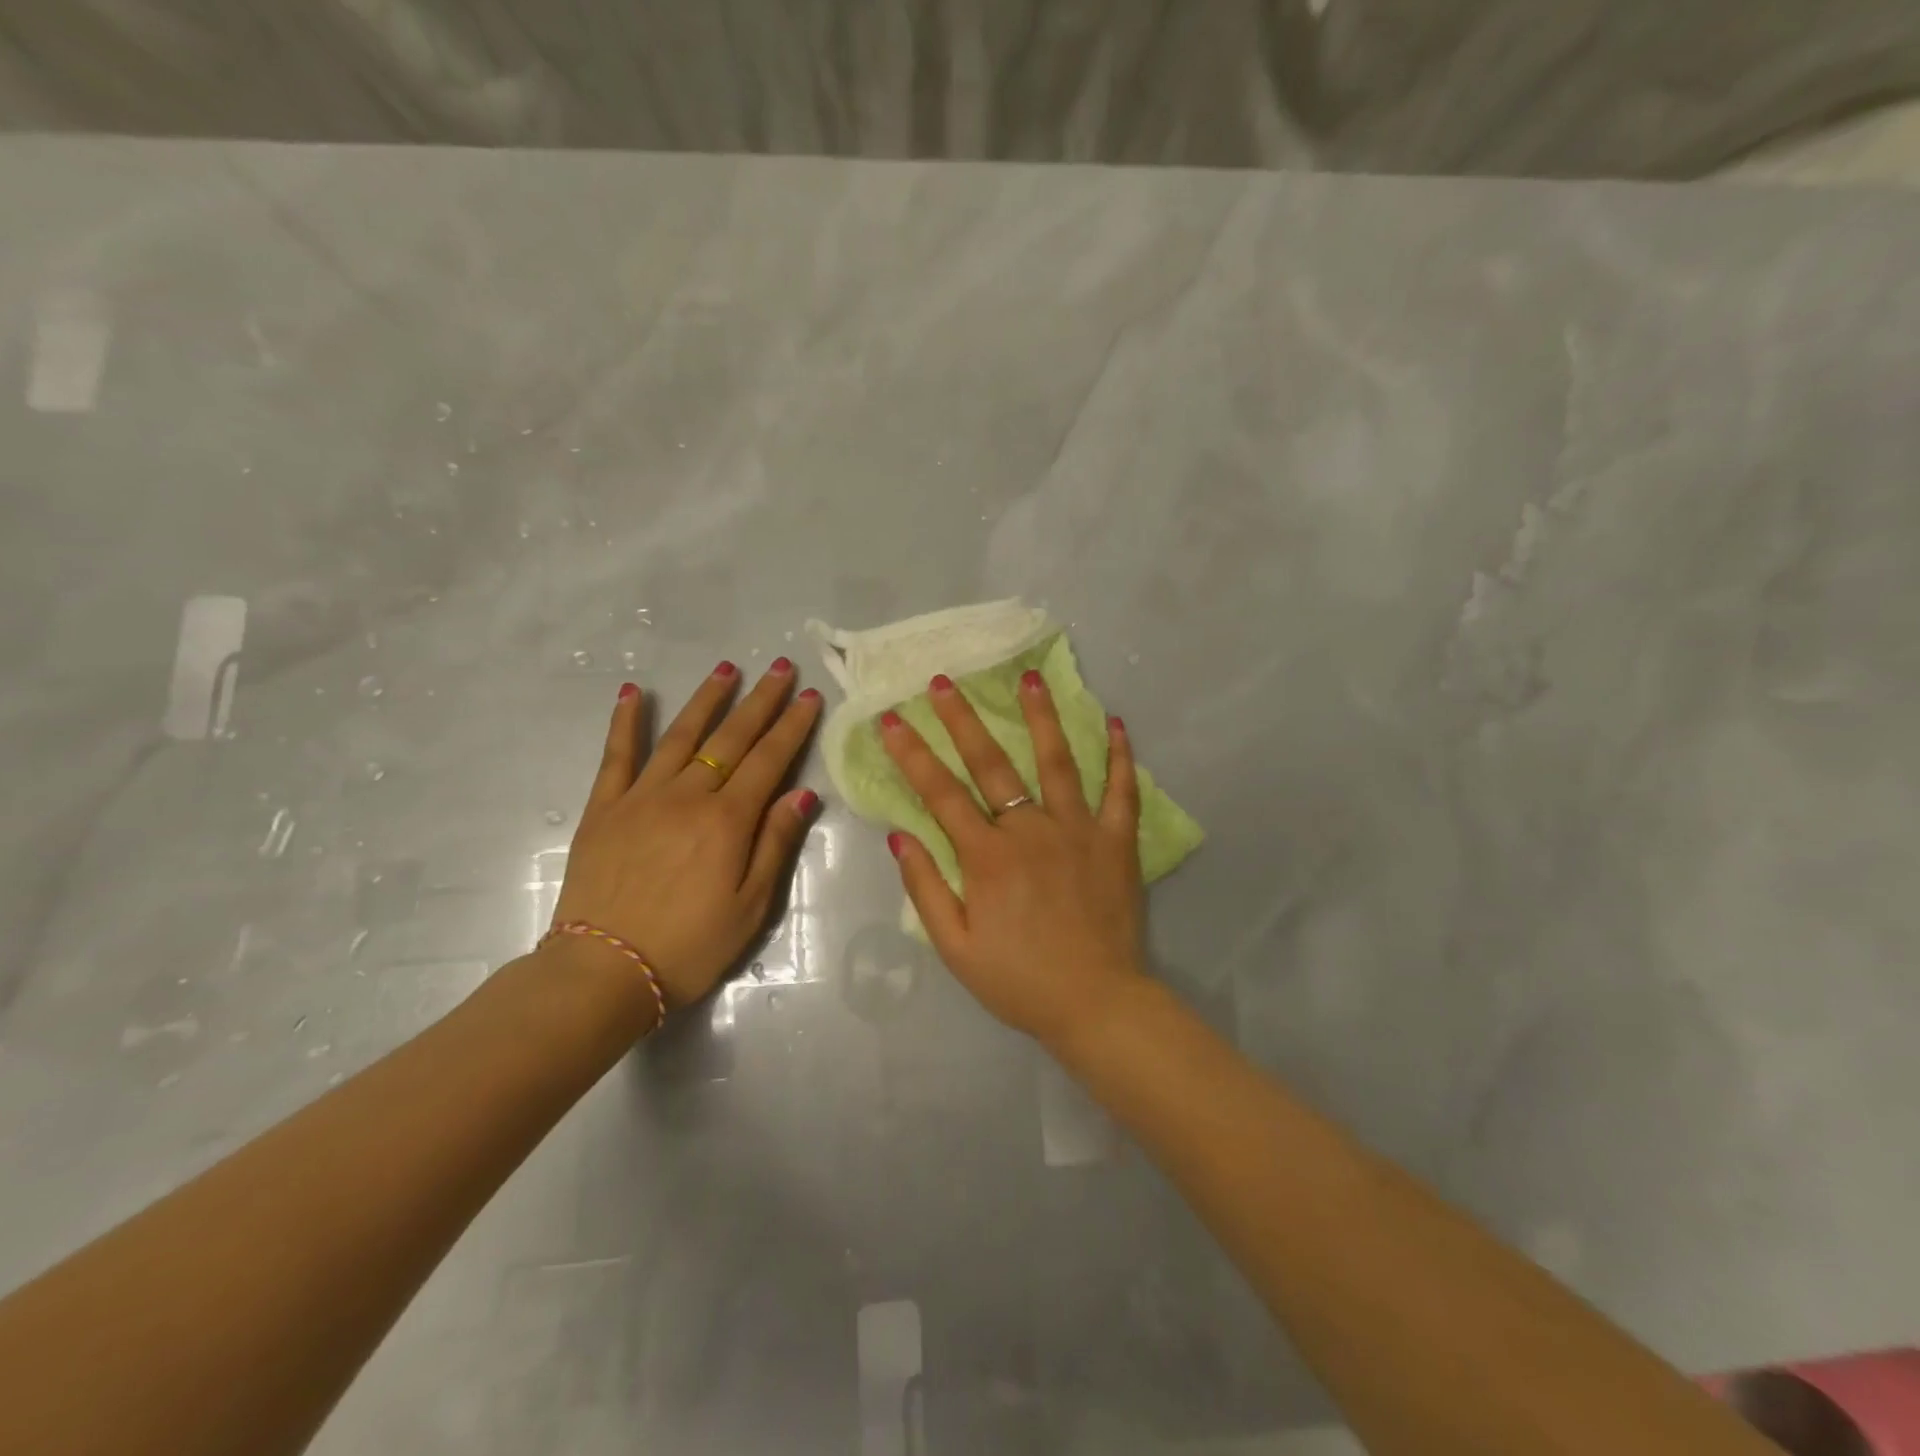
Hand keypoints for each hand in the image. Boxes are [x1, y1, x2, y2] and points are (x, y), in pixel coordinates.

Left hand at [550, 659, 822, 1009]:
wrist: (605, 971)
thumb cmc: (690, 945)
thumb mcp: (751, 905)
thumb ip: (776, 843)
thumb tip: (802, 792)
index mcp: (728, 820)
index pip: (769, 759)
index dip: (792, 726)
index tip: (808, 696)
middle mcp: (688, 795)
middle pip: (731, 737)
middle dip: (759, 700)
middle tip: (779, 667)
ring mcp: (642, 797)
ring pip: (681, 736)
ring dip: (706, 699)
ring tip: (726, 668)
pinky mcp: (604, 808)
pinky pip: (616, 756)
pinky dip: (626, 722)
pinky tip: (635, 694)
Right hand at [878, 669, 1147, 1046]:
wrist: (1096, 1004)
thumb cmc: (1019, 980)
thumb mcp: (955, 947)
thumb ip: (927, 889)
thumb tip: (900, 837)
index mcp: (987, 857)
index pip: (941, 793)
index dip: (913, 754)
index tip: (893, 719)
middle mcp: (1031, 831)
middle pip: (992, 764)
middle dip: (963, 719)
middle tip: (944, 681)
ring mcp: (1079, 830)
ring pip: (1058, 761)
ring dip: (1042, 716)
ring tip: (1030, 677)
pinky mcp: (1117, 842)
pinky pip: (1121, 791)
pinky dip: (1119, 756)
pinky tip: (1115, 722)